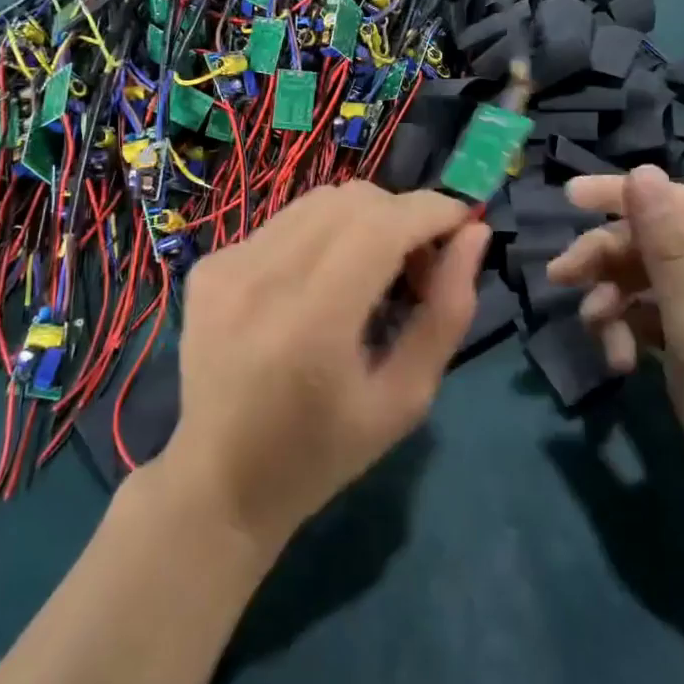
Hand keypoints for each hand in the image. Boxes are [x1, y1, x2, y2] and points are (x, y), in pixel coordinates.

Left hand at [162, 182, 488, 552]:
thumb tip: (474, 237)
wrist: (219, 483)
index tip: (464, 225)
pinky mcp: (209, 265)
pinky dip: (323, 236)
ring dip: (365, 221)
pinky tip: (320, 284)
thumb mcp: (405, 399)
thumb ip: (447, 313)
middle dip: (403, 216)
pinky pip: (287, 222)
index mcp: (313, 323)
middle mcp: (263, 279)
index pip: (383, 225)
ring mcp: (228, 266)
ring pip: (321, 200)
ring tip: (371, 272)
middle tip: (418, 266)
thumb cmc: (323, 454)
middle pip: (354, 199)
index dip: (433, 211)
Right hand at [546, 166, 683, 536]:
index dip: (620, 194)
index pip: (674, 203)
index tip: (566, 199)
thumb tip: (642, 172)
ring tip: (596, 335)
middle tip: (560, 278)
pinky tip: (619, 361)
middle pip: (654, 242)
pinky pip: (653, 315)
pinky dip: (629, 329)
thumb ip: (667, 248)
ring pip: (647, 280)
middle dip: (606, 258)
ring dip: (613, 300)